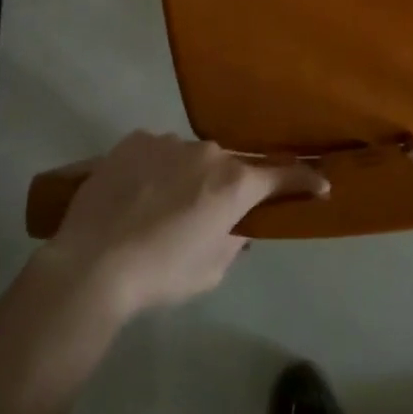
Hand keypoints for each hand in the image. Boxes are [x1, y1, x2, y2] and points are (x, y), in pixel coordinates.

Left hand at [46, 132, 327, 318]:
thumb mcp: (211, 269)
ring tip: (161, 206)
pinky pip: (157, 151)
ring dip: (188, 176)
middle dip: (227, 187)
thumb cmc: (161, 273)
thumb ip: (235, 240)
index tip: (320, 184)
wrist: (92, 264)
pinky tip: (137, 193)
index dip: (304, 180)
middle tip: (207, 214)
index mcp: (235, 184)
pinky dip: (156, 168)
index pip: (283, 175)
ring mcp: (170, 141)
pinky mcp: (135, 140)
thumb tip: (239, 225)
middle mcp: (209, 153)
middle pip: (231, 166)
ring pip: (191, 157)